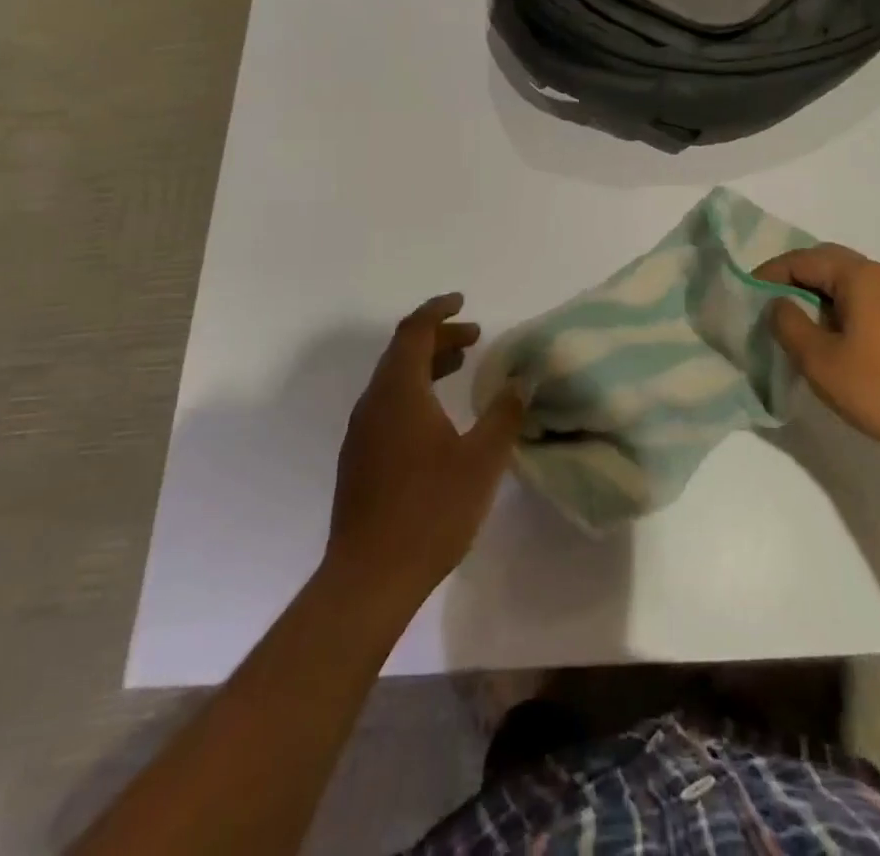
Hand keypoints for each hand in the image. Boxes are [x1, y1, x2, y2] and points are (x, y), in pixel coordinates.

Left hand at [325, 295, 523, 606]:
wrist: (369, 578)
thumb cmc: (431, 511)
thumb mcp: (482, 460)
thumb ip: (504, 415)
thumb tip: (520, 381)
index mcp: (399, 392)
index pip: (414, 331)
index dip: (438, 310)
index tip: (463, 302)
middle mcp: (373, 403)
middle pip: (402, 352)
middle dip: (439, 337)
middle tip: (474, 337)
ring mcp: (361, 433)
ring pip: (393, 380)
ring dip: (426, 365)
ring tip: (461, 367)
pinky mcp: (358, 459)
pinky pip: (387, 405)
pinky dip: (414, 392)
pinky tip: (438, 417)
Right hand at [756, 244, 879, 472]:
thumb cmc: (878, 388)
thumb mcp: (818, 359)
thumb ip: (788, 323)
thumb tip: (778, 303)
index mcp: (860, 275)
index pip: (803, 259)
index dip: (769, 274)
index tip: (745, 295)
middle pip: (824, 261)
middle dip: (791, 277)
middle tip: (764, 302)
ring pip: (842, 278)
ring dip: (812, 290)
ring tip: (788, 317)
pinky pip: (859, 294)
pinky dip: (833, 302)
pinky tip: (822, 330)